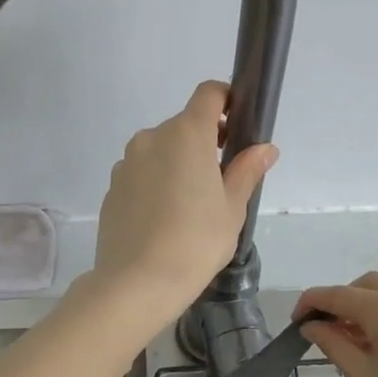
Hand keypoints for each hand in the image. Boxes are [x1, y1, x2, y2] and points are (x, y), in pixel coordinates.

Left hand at [91, 81, 277, 316]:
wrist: (136, 282)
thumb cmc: (196, 241)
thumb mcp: (232, 208)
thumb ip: (247, 170)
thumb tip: (265, 148)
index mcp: (186, 134)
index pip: (208, 93)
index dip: (226, 100)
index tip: (238, 126)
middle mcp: (152, 137)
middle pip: (184, 125)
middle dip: (205, 142)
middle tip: (222, 180)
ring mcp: (127, 162)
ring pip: (161, 150)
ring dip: (178, 163)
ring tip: (191, 206)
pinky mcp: (113, 187)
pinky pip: (142, 173)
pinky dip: (156, 183)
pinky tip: (164, 219)